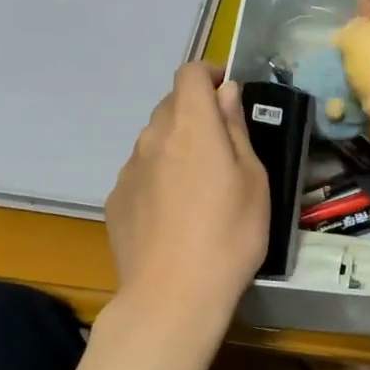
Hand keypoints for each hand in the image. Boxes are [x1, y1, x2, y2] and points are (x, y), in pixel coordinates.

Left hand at [105, 63, 268, 321]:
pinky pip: (141, 173)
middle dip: (196, 112)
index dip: (209, 74)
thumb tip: (227, 93)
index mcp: (191, 126)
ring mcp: (129, 170)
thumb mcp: (253, 180)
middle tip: (223, 145)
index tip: (228, 92)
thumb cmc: (230, 235)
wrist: (172, 295)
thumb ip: (236, 130)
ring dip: (176, 145)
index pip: (190, 74)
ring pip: (154, 140)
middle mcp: (153, 137)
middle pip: (171, 105)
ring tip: (199, 185)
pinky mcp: (116, 200)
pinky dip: (159, 176)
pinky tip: (174, 213)